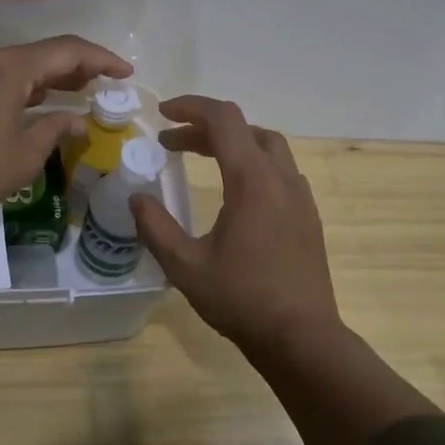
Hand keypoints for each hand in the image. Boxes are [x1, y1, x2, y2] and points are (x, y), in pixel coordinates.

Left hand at [0, 36, 133, 225]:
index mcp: (9, 66)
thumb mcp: (26, 154)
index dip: (101, 59)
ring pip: (17, 65)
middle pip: (41, 53)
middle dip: (76, 66)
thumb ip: (56, 129)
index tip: (126, 73)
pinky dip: (23, 86)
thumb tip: (78, 121)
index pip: (67, 50)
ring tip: (78, 90)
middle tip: (105, 82)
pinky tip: (37, 101)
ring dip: (48, 77)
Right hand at [130, 95, 343, 355]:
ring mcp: (300, 197)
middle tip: (172, 143)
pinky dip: (252, 162)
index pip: (224, 120)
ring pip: (268, 146)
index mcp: (253, 181)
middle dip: (206, 127)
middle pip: (245, 129)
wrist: (301, 337)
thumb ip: (156, 227)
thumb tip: (136, 198)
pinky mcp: (308, 215)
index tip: (162, 114)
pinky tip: (234, 191)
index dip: (191, 108)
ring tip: (202, 156)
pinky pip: (280, 170)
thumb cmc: (241, 299)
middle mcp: (282, 178)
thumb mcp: (185, 266)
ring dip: (233, 142)